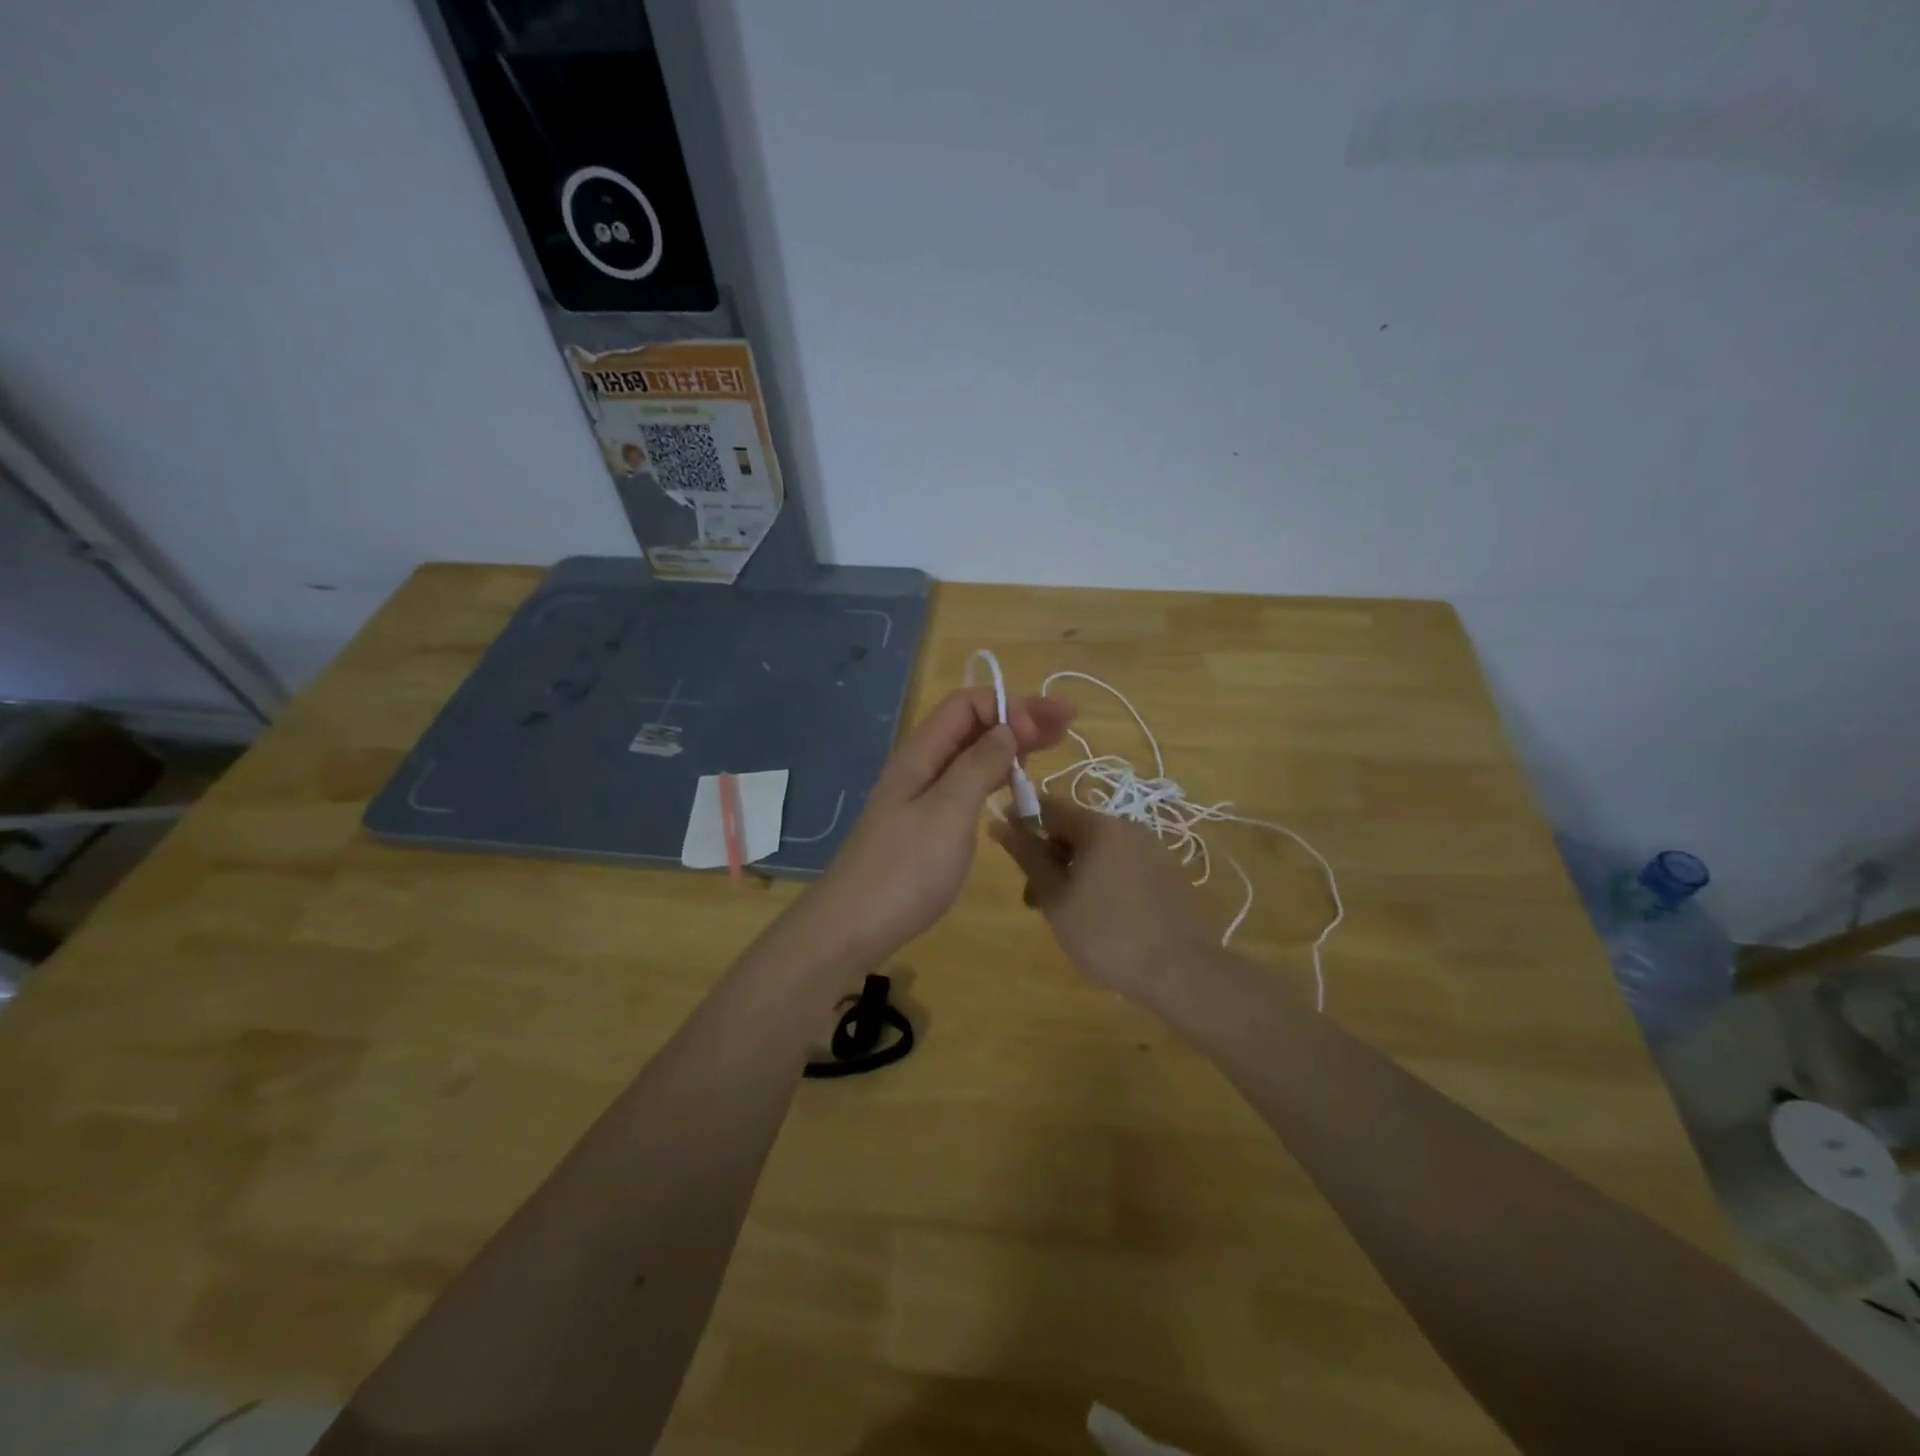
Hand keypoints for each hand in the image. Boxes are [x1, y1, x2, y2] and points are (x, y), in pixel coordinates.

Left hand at [796, 688, 1075, 967]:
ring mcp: (920, 797)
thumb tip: (1007, 727)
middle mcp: (920, 767)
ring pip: (969, 756)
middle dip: (1017, 718)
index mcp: (920, 754)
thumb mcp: (948, 812)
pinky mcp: (925, 826)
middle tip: (1066, 725)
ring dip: (1009, 746)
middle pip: (971, 726)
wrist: (852, 927)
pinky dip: (994, 777)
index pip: (966, 704)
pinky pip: (965, 785)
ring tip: (1049, 748)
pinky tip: (1013, 786)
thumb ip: (978, 765)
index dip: (1009, 706)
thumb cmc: (905, 869)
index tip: (1045, 730)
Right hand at [990, 793, 1223, 1005]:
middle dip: (1048, 858)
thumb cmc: (1106, 933)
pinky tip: (1100, 917)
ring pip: (1098, 851)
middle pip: (1074, 830)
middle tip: (1035, 901)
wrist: (1180, 971)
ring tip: (1066, 915)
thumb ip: (1027, 857)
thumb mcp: (1055, 897)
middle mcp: (1127, 826)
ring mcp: (1152, 848)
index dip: (1021, 822)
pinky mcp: (1167, 872)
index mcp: (1098, 826)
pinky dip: (1101, 880)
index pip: (1048, 807)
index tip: (1005, 848)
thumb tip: (999, 822)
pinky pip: (1122, 865)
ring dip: (1073, 872)